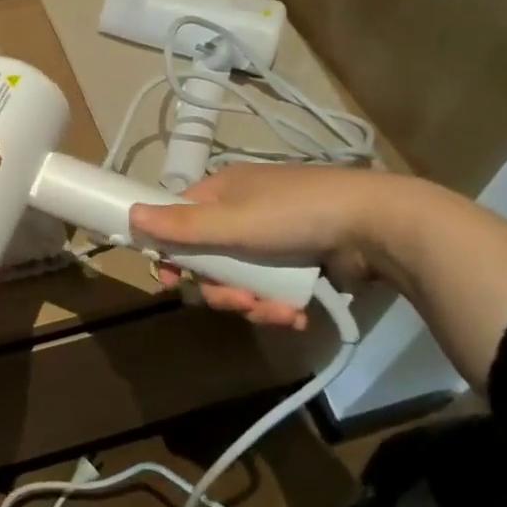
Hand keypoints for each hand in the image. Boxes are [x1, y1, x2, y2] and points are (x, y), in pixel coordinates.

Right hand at [127, 163, 392, 328]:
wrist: (376, 225)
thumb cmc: (293, 214)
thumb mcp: (231, 221)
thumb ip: (181, 225)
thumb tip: (130, 215)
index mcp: (223, 191)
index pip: (180, 220)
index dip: (172, 251)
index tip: (172, 280)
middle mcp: (244, 210)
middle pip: (210, 257)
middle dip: (220, 287)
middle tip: (236, 303)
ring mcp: (275, 237)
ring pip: (243, 278)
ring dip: (252, 303)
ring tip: (275, 313)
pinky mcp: (302, 260)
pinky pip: (273, 288)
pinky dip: (278, 305)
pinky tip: (295, 315)